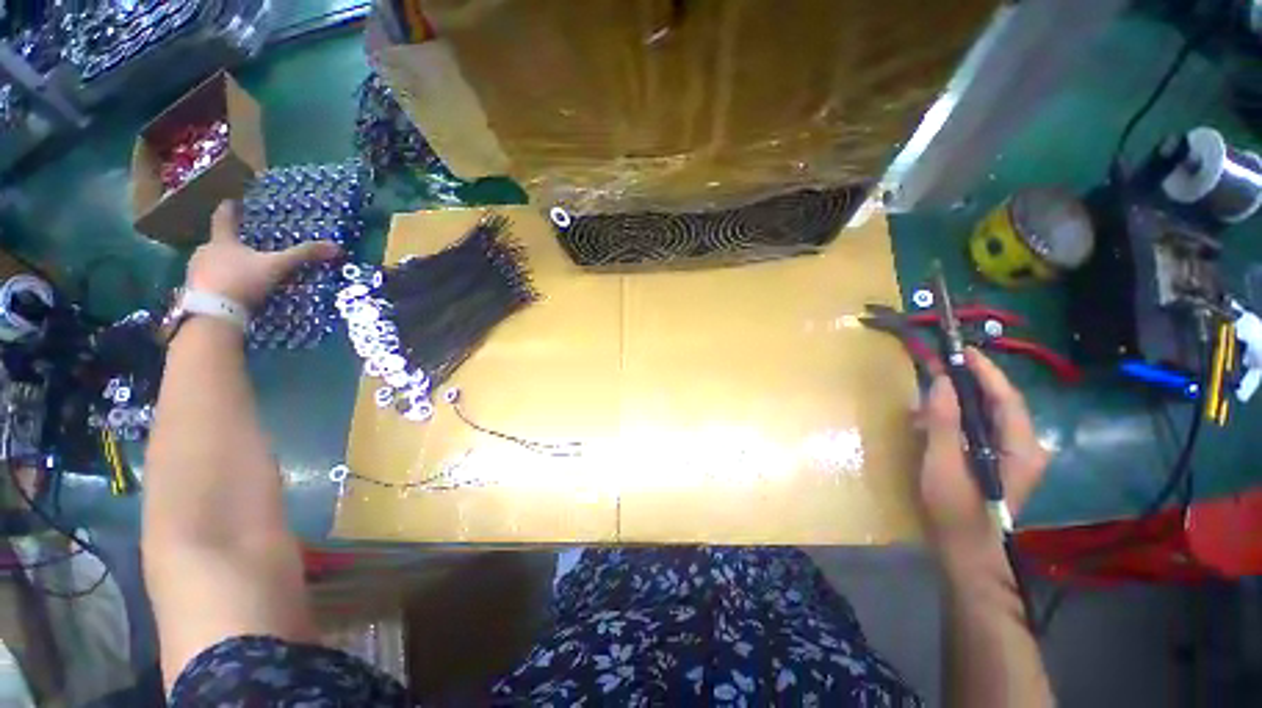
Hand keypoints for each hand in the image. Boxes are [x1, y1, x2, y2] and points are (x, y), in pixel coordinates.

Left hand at [185, 201, 340, 307]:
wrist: (213, 313)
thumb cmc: (243, 281)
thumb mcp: (277, 267)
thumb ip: (302, 256)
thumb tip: (335, 246)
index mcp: (223, 241)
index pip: (223, 218)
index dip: (229, 209)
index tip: (232, 202)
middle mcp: (205, 251)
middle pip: (217, 243)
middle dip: (229, 245)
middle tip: (243, 248)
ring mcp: (195, 272)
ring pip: (211, 263)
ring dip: (223, 266)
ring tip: (239, 273)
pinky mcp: (194, 292)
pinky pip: (208, 282)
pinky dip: (220, 284)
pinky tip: (231, 292)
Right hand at [918, 348, 1049, 554]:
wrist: (966, 552)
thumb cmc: (955, 509)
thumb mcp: (943, 464)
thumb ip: (944, 422)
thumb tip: (942, 381)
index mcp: (1021, 447)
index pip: (1006, 397)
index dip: (985, 371)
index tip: (961, 351)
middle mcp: (1025, 447)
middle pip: (999, 404)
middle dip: (970, 383)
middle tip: (940, 366)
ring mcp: (1013, 456)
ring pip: (989, 416)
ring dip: (961, 401)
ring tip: (930, 394)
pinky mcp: (998, 463)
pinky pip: (981, 429)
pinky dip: (958, 419)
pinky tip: (934, 422)